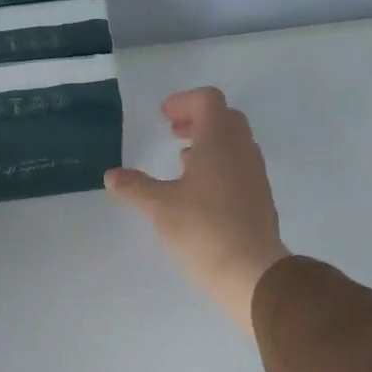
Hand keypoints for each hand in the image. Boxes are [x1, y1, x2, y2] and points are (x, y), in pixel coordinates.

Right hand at [104, 87, 288, 331]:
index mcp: (219, 141)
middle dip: (198, 118)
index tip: (165, 116)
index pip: (208, 100)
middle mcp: (242, 150)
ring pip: (235, 143)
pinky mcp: (260, 198)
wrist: (251, 271)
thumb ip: (135, 186)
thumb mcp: (159, 206)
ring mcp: (255, 174)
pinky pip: (240, 167)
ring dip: (210, 143)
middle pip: (225, 117)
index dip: (184, 101)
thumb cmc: (202, 229)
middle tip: (174, 131)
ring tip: (183, 160)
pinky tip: (200, 191)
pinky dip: (220, 165)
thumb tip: (111, 175)